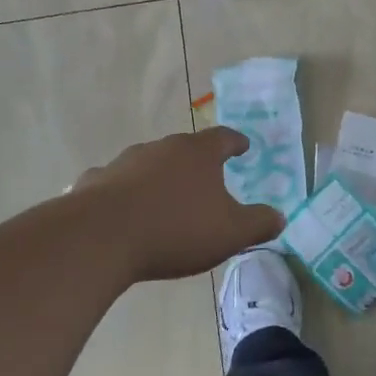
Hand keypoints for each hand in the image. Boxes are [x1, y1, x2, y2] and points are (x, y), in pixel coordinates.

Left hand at [75, 127, 284, 282]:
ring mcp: (124, 162)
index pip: (224, 138)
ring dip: (159, 177)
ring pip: (149, 164)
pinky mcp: (95, 182)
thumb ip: (259, 223)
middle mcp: (162, 148)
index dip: (236, 142)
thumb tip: (280, 217)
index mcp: (198, 153)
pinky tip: (124, 211)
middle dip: (196, 162)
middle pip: (184, 148)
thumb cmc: (176, 229)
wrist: (101, 238)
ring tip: (166, 197)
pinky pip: (115, 184)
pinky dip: (124, 192)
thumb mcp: (231, 233)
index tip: (243, 147)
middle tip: (206, 177)